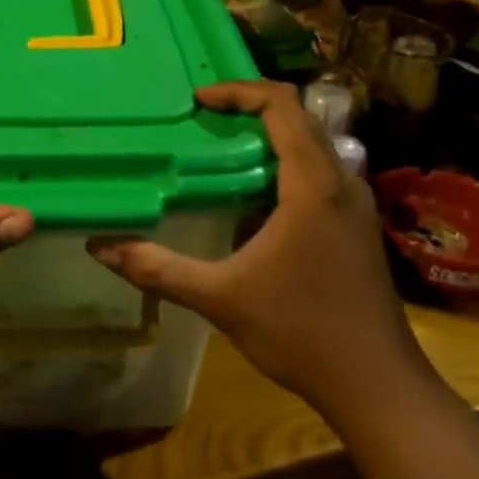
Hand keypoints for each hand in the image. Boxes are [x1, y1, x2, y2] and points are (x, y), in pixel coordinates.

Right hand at [88, 81, 435, 432]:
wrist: (379, 387)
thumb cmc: (302, 333)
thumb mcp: (220, 299)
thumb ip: (158, 269)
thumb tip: (99, 246)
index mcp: (313, 184)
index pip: (282, 105)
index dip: (239, 91)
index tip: (198, 100)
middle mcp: (342, 182)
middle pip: (300, 117)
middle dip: (251, 108)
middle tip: (203, 121)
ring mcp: (356, 205)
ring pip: (314, 145)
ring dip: (271, 136)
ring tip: (223, 150)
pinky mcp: (359, 227)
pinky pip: (321, 172)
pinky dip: (286, 164)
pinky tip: (254, 198)